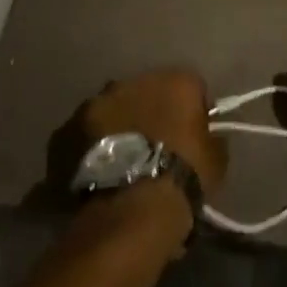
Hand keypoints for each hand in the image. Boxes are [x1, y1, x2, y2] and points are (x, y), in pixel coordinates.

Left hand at [82, 68, 227, 193]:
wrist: (132, 207)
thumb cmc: (182, 178)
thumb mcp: (216, 162)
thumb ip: (212, 139)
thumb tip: (207, 136)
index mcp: (175, 80)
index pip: (191, 87)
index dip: (192, 112)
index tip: (191, 138)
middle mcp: (135, 79)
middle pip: (147, 92)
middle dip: (150, 114)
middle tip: (154, 149)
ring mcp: (99, 101)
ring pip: (113, 109)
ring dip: (119, 127)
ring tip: (123, 163)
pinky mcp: (70, 126)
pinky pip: (85, 133)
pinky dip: (91, 146)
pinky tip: (98, 172)